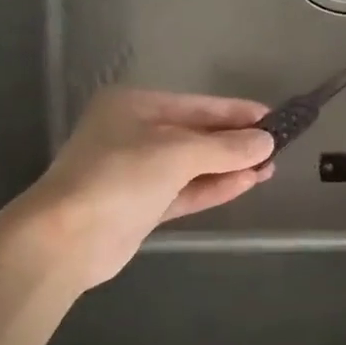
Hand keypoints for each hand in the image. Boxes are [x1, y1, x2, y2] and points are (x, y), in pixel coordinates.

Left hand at [24, 88, 275, 288]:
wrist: (67, 239)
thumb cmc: (120, 176)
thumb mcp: (178, 153)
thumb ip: (226, 148)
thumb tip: (266, 142)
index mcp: (134, 106)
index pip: (197, 105)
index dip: (236, 112)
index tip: (273, 117)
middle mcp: (134, 134)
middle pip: (196, 135)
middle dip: (235, 142)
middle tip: (278, 145)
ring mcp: (136, 173)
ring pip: (193, 166)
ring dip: (229, 167)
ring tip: (270, 167)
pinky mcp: (140, 207)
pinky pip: (185, 191)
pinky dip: (214, 188)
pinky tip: (247, 183)